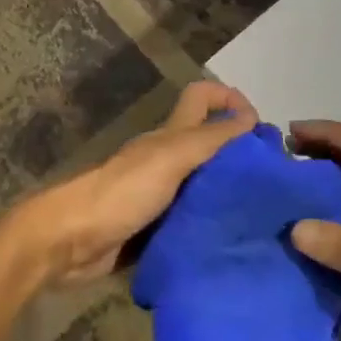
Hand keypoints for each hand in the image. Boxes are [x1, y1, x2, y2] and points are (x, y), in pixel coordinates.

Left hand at [20, 81, 257, 285]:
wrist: (70, 242)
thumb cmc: (122, 192)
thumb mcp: (171, 158)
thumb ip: (210, 138)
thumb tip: (251, 119)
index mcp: (171, 135)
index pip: (203, 97)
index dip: (230, 99)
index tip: (259, 128)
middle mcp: (168, 159)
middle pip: (208, 142)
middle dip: (238, 153)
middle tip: (271, 180)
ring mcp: (160, 195)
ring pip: (203, 184)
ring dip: (227, 195)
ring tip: (261, 216)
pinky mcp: (154, 230)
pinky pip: (190, 223)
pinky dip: (208, 228)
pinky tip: (230, 243)